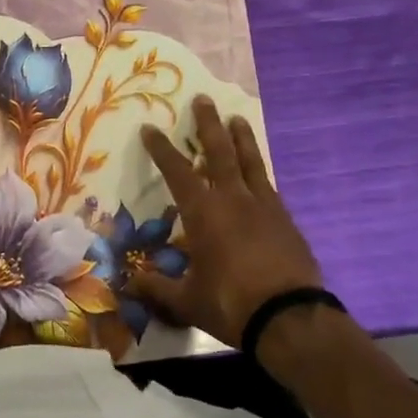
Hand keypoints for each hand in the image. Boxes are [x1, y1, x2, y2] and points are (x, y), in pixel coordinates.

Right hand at [128, 97, 322, 348]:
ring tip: (237, 117)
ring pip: (250, 161)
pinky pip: (268, 185)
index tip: (150, 128)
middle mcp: (233, 199)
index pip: (177, 171)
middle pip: (219, 151)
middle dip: (208, 124)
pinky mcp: (286, 219)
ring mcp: (264, 206)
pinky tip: (258, 172)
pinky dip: (259, 172)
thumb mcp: (186, 301)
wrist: (291, 318)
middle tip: (203, 99)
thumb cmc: (231, 304)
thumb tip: (127, 283)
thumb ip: (157, 287)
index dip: (161, 149)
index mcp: (204, 212)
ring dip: (241, 137)